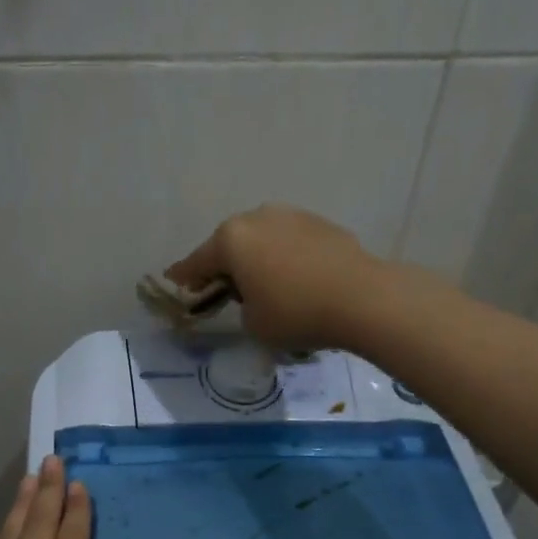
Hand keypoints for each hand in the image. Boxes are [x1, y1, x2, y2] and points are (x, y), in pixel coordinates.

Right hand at [166, 204, 383, 350]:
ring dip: (257, 258)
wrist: (363, 298)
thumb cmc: (295, 313)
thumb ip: (242, 305)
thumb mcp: (253, 323)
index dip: (184, 276)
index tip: (174, 280)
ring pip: (262, 239)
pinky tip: (295, 278)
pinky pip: (290, 241)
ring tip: (264, 283)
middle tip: (223, 287)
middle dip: (224, 264)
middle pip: (230, 244)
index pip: (197, 262)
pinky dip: (285, 257)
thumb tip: (255, 295)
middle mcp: (257, 218)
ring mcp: (292, 216)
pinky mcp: (321, 223)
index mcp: (231, 239)